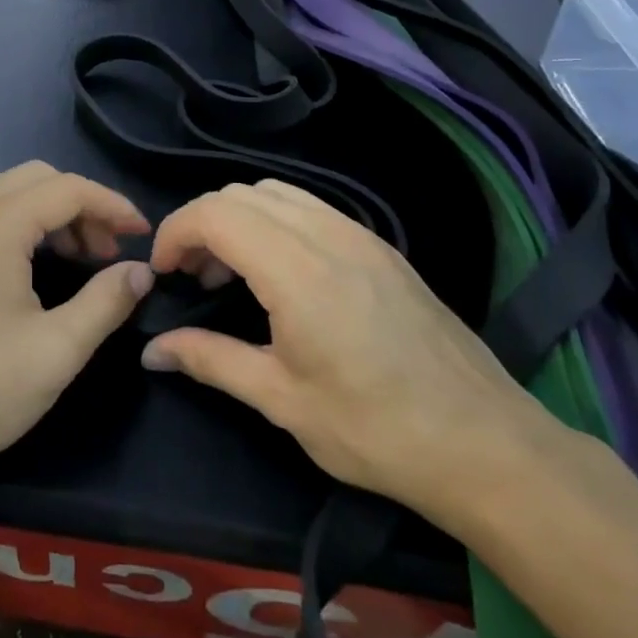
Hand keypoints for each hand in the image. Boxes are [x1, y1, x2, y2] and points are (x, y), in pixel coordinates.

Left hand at [0, 162, 154, 500]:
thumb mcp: (56, 351)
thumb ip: (106, 302)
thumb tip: (141, 272)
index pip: (67, 188)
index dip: (112, 205)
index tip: (143, 235)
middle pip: (34, 178)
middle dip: (79, 205)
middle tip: (107, 251)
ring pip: (3, 192)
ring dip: (45, 212)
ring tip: (74, 257)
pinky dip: (14, 224)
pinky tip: (27, 269)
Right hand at [141, 180, 548, 526]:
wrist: (485, 444)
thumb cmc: (376, 429)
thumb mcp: (282, 401)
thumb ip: (210, 360)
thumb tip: (151, 349)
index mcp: (298, 270)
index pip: (215, 214)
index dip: (175, 233)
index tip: (163, 274)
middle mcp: (328, 235)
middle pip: (240, 194)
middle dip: (201, 225)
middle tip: (191, 278)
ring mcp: (360, 235)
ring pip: (276, 193)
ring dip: (238, 219)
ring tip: (231, 275)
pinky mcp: (380, 247)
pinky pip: (310, 208)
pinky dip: (274, 222)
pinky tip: (279, 275)